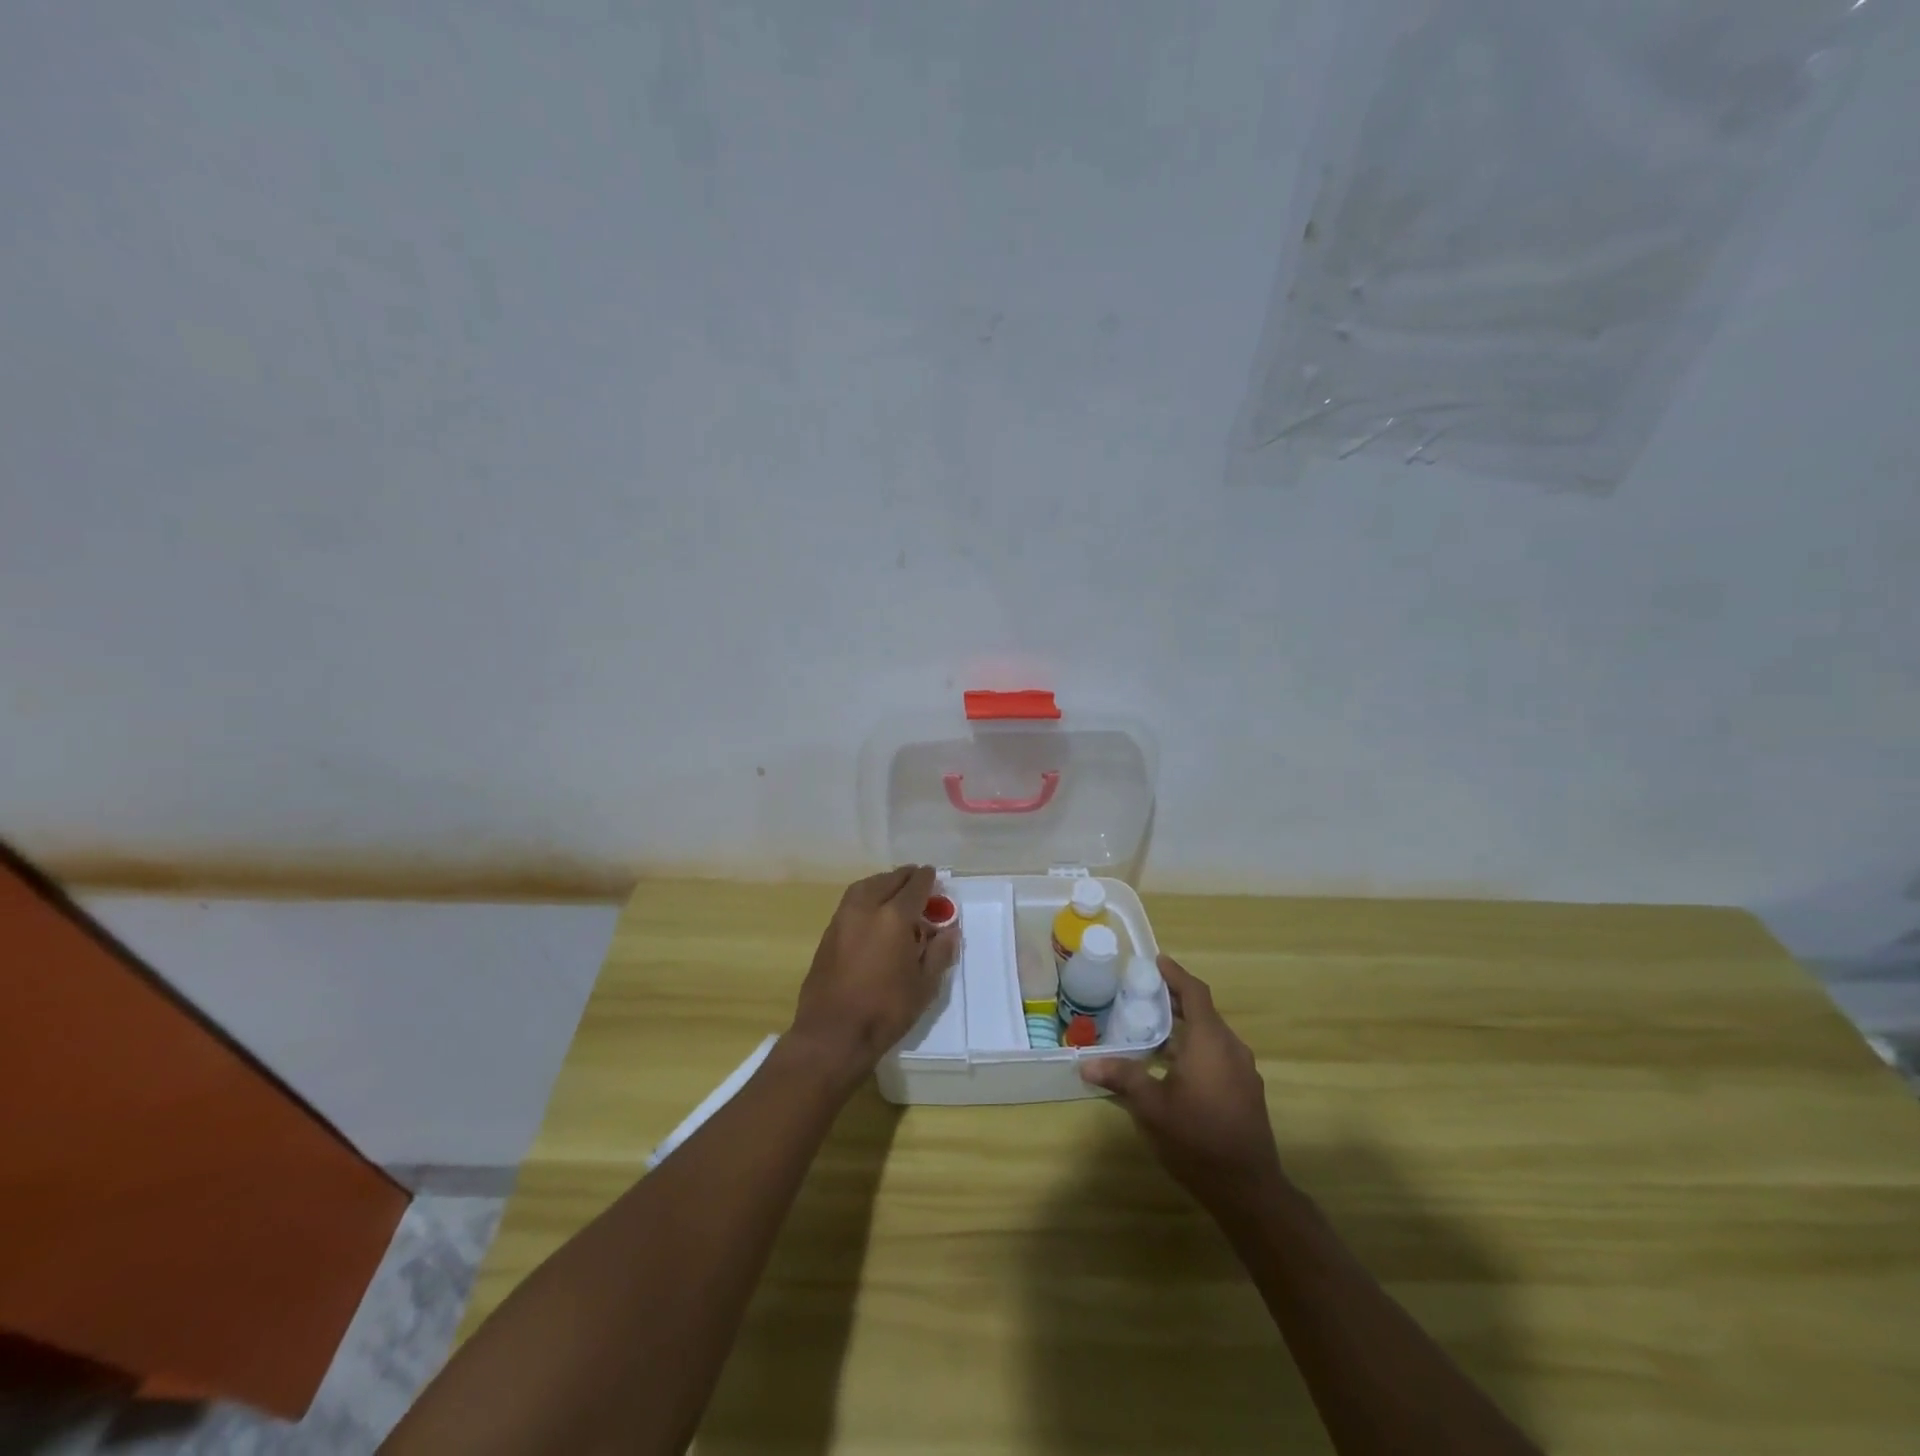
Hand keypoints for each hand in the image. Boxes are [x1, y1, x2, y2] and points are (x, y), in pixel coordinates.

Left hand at [788, 865, 959, 1082]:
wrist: (832, 1034)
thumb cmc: (885, 1010)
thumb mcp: (924, 985)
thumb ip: (939, 952)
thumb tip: (949, 930)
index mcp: (894, 917)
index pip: (915, 886)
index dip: (928, 879)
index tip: (935, 876)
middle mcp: (866, 908)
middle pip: (888, 880)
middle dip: (906, 877)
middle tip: (918, 880)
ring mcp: (843, 918)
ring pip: (866, 886)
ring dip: (883, 882)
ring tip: (895, 890)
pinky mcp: (828, 932)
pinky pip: (852, 901)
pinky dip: (866, 895)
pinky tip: (873, 911)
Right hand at [1080, 954, 1284, 1215]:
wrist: (1249, 1190)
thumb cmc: (1198, 1139)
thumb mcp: (1152, 1108)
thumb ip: (1122, 1078)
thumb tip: (1085, 1063)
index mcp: (1210, 1042)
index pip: (1195, 993)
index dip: (1175, 975)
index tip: (1156, 961)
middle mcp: (1231, 1048)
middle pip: (1203, 1012)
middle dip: (1175, 1001)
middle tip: (1142, 995)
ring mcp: (1243, 1071)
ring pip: (1211, 1036)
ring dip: (1184, 1027)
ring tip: (1151, 1031)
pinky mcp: (1246, 1092)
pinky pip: (1218, 1055)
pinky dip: (1195, 1048)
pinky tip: (1172, 1068)